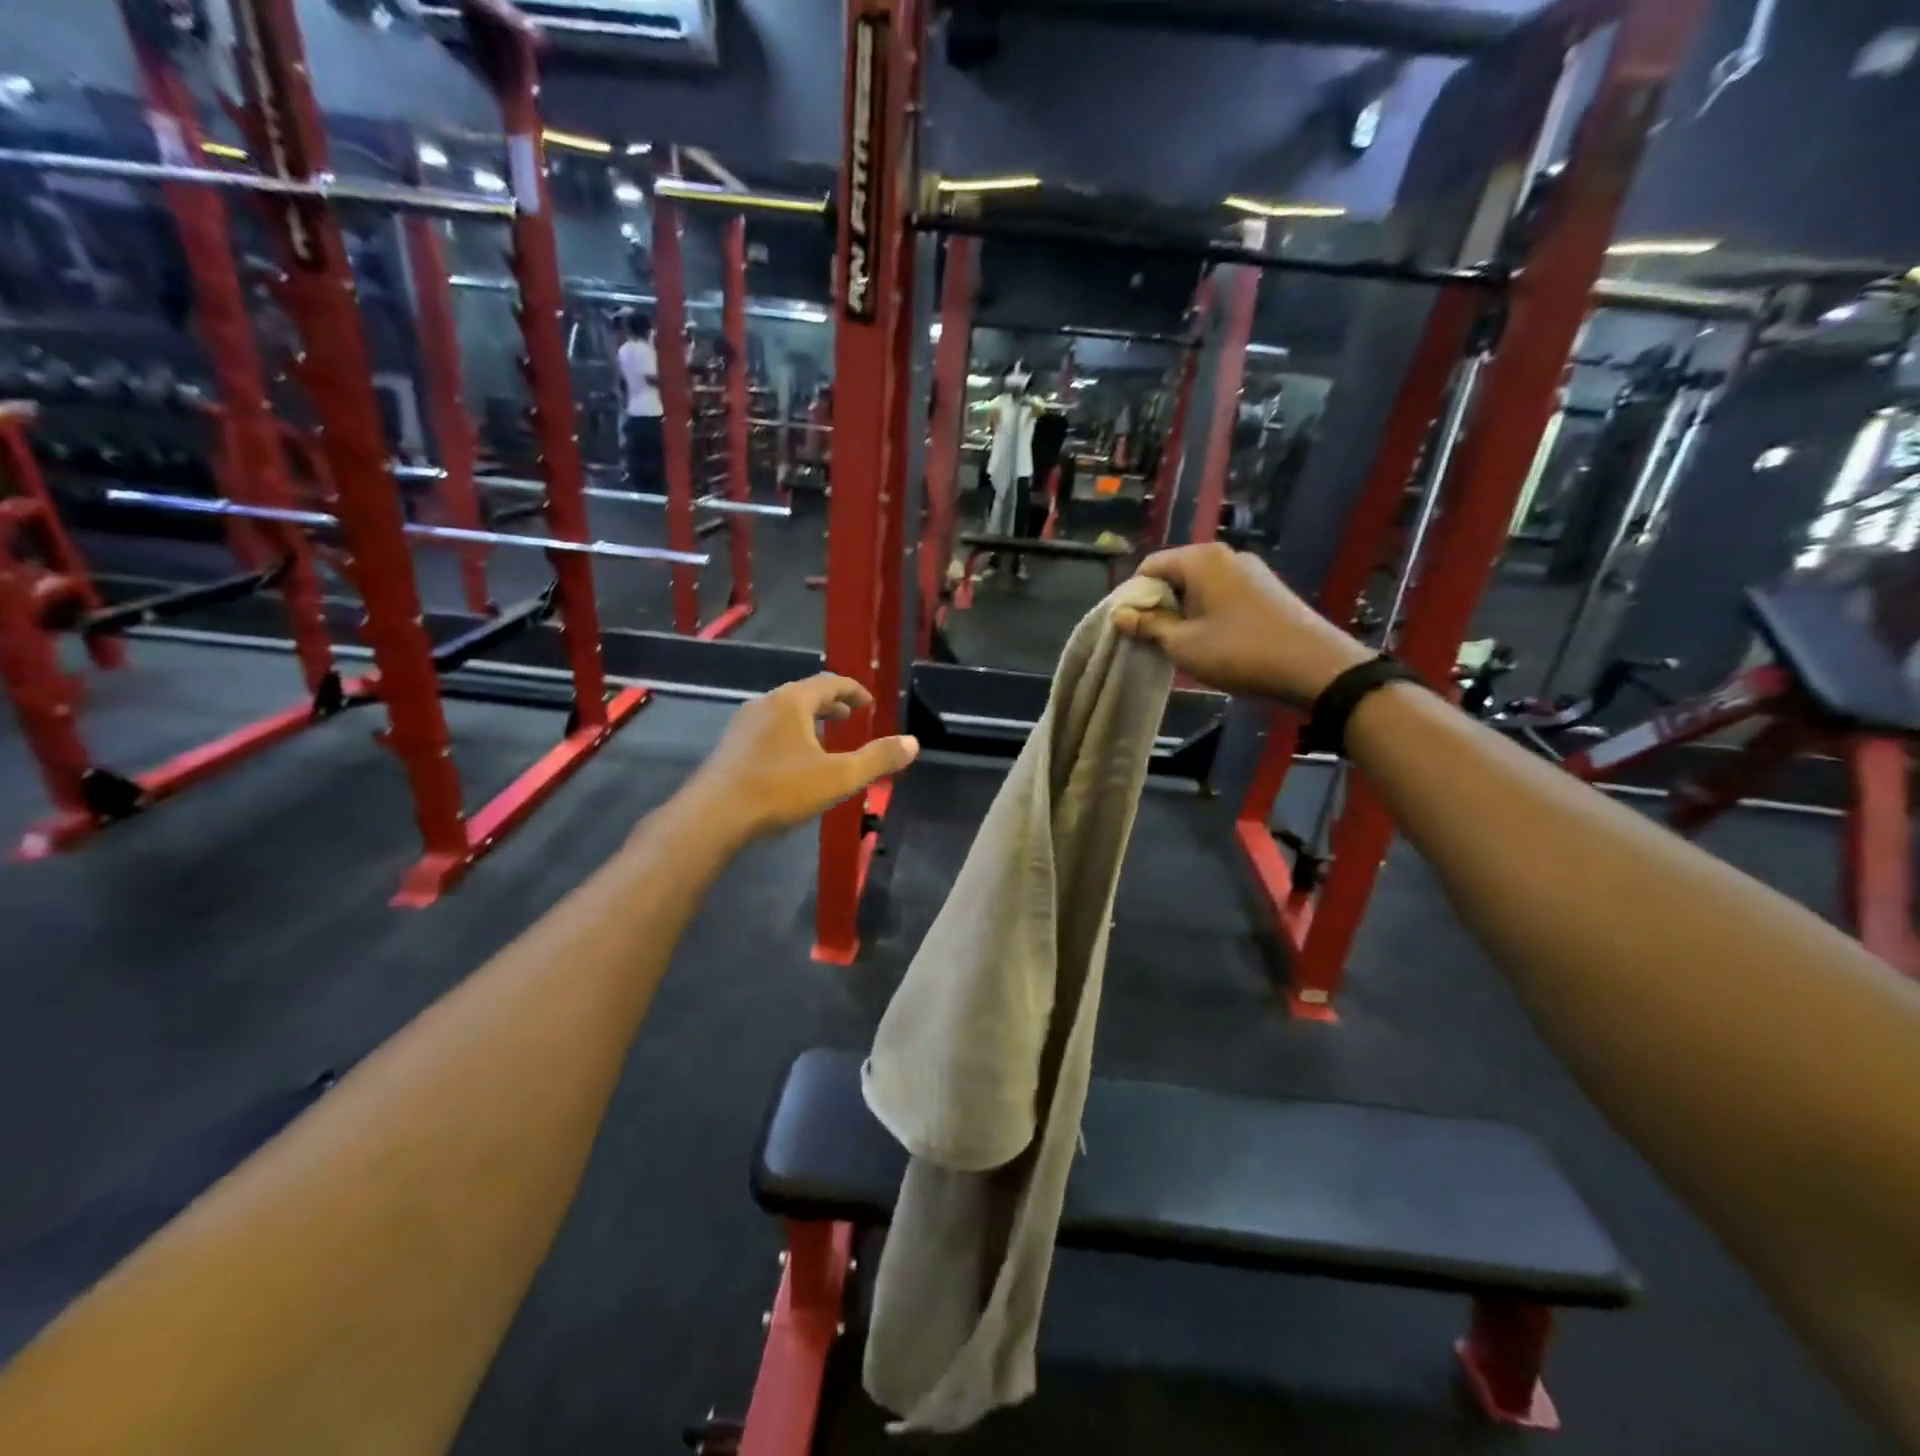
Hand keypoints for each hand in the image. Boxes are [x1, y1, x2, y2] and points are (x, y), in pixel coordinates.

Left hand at [682, 675, 918, 844]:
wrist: (713, 816)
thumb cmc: (780, 790)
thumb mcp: (838, 777)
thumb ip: (877, 759)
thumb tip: (913, 743)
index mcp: (792, 702)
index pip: (829, 683)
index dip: (853, 690)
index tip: (868, 703)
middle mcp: (765, 704)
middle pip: (803, 694)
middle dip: (830, 705)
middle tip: (849, 717)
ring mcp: (742, 725)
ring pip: (783, 712)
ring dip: (807, 720)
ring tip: (823, 739)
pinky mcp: (729, 747)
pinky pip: (767, 729)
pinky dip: (788, 734)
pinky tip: (791, 761)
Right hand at [1112, 544, 1370, 706]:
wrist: (1313, 665)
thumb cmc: (1239, 651)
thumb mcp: (1183, 644)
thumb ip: (1148, 626)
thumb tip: (1119, 615)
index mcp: (1200, 560)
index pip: (1150, 566)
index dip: (1134, 596)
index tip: (1132, 628)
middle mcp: (1224, 555)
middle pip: (1175, 573)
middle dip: (1159, 603)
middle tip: (1154, 639)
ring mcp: (1249, 569)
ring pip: (1199, 584)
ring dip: (1183, 610)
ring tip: (1182, 643)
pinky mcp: (1265, 587)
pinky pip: (1222, 592)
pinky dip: (1208, 611)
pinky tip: (1212, 640)